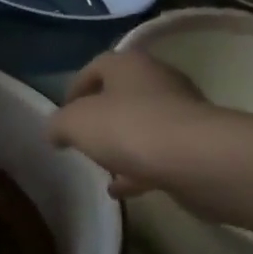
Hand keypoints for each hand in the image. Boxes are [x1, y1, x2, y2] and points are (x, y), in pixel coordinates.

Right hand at [48, 51, 211, 198]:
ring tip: (102, 168)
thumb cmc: (129, 128)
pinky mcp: (197, 144)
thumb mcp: (75, 124)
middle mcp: (158, 80)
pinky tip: (122, 190)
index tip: (62, 116)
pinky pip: (160, 153)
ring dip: (122, 144)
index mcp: (129, 63)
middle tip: (83, 140)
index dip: (74, 89)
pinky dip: (140, 168)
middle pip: (122, 95)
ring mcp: (182, 112)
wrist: (198, 159)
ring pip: (143, 125)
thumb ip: (59, 124)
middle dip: (101, 118)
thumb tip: (55, 131)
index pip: (95, 67)